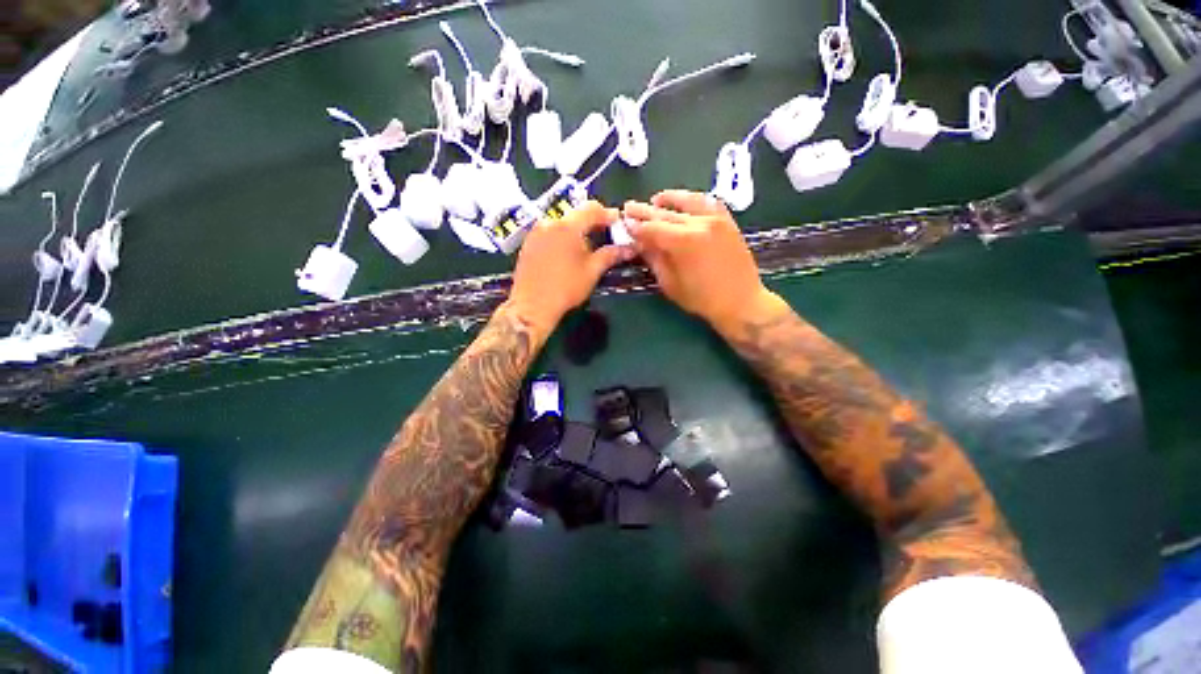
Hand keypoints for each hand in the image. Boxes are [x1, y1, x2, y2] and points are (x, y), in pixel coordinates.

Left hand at [506, 200, 634, 338]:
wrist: (532, 306)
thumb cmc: (565, 288)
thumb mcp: (592, 271)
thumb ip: (610, 255)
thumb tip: (629, 248)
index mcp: (567, 226)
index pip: (592, 209)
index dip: (608, 214)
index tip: (618, 222)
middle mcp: (549, 223)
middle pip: (576, 214)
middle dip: (592, 223)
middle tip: (605, 236)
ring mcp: (536, 232)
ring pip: (562, 223)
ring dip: (577, 230)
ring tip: (587, 248)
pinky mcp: (528, 243)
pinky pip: (550, 232)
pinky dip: (562, 237)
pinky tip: (568, 254)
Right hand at [623, 190, 782, 334]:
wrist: (741, 302)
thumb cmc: (701, 299)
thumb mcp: (670, 283)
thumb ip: (654, 258)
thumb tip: (640, 242)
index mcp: (683, 242)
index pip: (652, 228)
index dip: (636, 226)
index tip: (624, 222)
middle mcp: (699, 224)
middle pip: (666, 213)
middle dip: (645, 210)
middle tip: (629, 206)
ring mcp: (716, 220)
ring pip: (688, 201)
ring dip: (669, 199)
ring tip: (655, 199)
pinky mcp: (728, 222)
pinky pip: (709, 202)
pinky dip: (694, 199)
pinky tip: (686, 201)